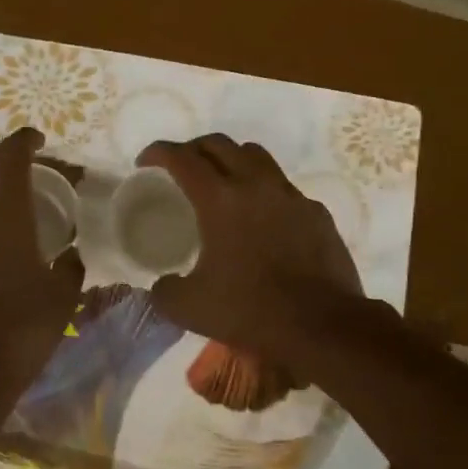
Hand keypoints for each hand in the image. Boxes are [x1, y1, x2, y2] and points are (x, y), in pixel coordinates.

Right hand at [138, 135, 366, 365]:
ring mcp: (290, 195)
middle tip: (180, 167)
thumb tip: (163, 285)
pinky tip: (261, 219)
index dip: (158, 152)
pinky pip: (283, 188)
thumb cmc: (251, 309)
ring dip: (231, 159)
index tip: (145, 162)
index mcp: (220, 199)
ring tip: (221, 181)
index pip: (182, 158)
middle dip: (193, 148)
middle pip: (219, 144)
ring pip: (256, 155)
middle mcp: (256, 184)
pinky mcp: (315, 212)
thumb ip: (165, 291)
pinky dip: (264, 191)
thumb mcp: (189, 308)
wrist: (322, 325)